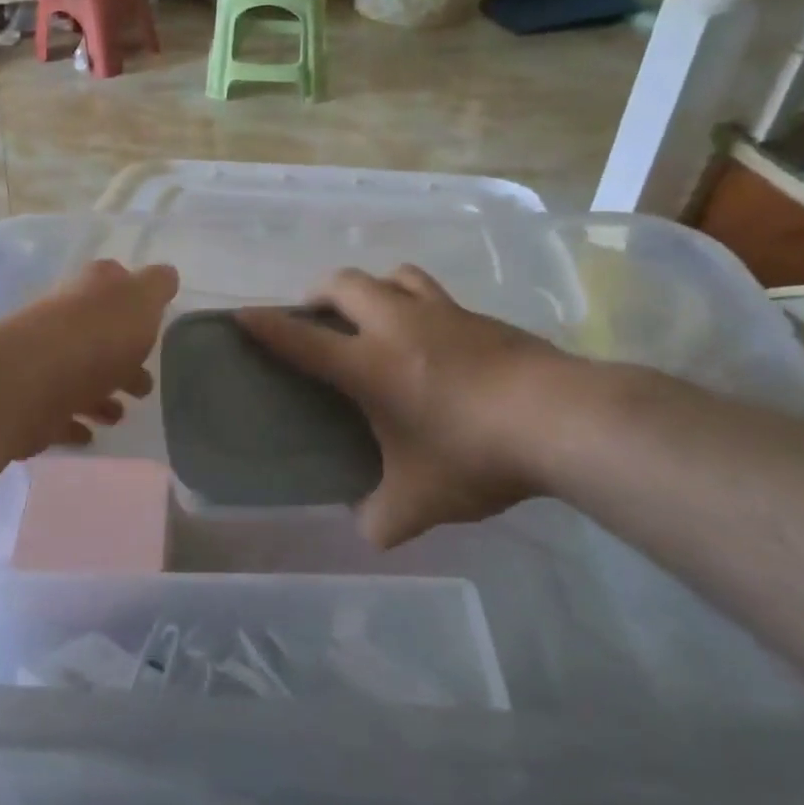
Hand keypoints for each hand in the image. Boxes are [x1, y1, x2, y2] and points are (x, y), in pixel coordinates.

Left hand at [0, 259, 178, 459]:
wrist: (32, 381)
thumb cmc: (96, 335)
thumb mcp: (141, 299)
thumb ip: (157, 286)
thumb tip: (165, 275)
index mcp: (89, 290)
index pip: (112, 282)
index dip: (133, 299)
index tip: (153, 324)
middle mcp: (63, 320)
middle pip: (97, 337)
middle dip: (122, 360)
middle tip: (144, 386)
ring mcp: (43, 361)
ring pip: (78, 377)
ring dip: (100, 395)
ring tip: (119, 415)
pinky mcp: (31, 402)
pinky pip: (59, 413)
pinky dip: (75, 424)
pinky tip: (90, 435)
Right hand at [236, 266, 577, 547]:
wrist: (562, 420)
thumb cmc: (474, 454)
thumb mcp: (420, 503)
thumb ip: (382, 519)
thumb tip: (368, 530)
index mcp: (368, 366)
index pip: (302, 340)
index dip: (266, 327)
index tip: (241, 316)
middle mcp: (397, 327)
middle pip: (344, 284)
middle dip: (318, 293)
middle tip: (317, 317)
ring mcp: (442, 314)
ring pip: (393, 275)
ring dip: (371, 287)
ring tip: (373, 315)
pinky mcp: (480, 316)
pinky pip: (434, 294)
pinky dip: (416, 304)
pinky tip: (432, 339)